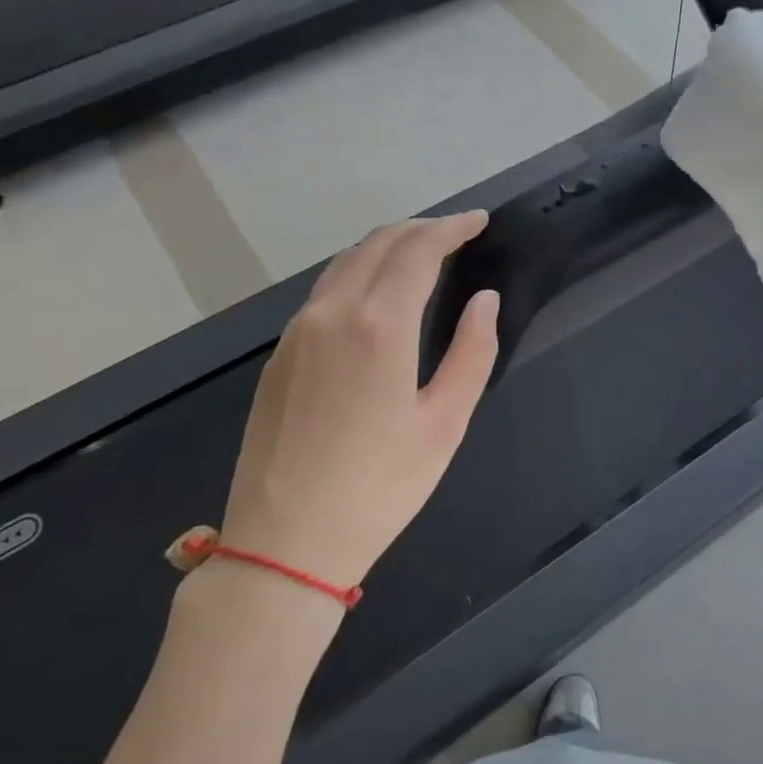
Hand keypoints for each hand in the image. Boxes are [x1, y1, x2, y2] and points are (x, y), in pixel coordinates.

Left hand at [218, 212, 499, 592]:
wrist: (285, 542)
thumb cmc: (380, 487)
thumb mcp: (445, 423)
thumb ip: (472, 352)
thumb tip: (483, 301)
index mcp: (378, 325)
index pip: (418, 250)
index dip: (452, 227)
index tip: (479, 221)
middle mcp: (331, 313)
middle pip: (377, 244)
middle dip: (420, 229)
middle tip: (456, 234)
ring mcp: (297, 332)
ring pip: (344, 264)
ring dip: (386, 248)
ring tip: (420, 256)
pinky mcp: (279, 356)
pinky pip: (324, 293)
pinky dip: (358, 274)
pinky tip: (376, 296)